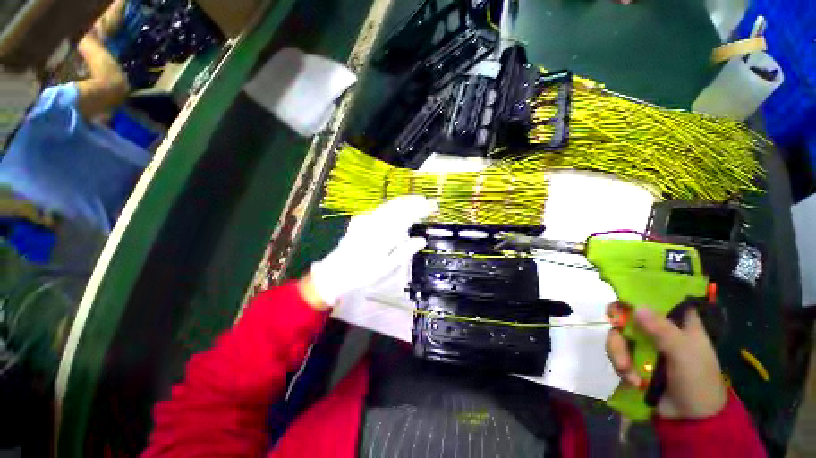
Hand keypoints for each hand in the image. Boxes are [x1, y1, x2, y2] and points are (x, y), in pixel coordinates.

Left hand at [309, 196, 437, 306]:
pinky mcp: (361, 219)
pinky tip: (397, 207)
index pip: (407, 216)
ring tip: (416, 200)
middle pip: (398, 206)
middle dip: (414, 201)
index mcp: (385, 233)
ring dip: (404, 201)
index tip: (432, 207)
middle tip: (427, 201)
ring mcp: (367, 218)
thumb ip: (405, 251)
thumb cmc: (364, 272)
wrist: (336, 271)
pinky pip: (380, 208)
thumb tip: (422, 240)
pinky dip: (392, 205)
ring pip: (389, 204)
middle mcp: (376, 221)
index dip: (421, 209)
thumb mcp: (387, 267)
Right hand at [606, 305, 726, 418]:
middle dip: (620, 328)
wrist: (689, 420)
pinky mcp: (634, 360)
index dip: (639, 293)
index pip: (657, 297)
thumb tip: (637, 306)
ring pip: (619, 335)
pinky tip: (632, 380)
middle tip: (618, 336)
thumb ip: (662, 330)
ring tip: (628, 373)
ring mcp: (645, 345)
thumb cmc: (697, 381)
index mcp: (678, 322)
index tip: (623, 298)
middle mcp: (658, 329)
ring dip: (619, 353)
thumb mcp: (684, 354)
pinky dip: (620, 365)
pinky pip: (617, 352)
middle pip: (628, 315)